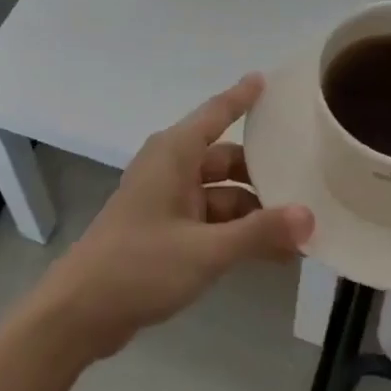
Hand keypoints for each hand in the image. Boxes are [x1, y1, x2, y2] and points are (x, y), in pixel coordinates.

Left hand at [27, 75, 313, 361]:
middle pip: (225, 160)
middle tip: (309, 184)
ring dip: (254, 213)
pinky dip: (236, 232)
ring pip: (221, 195)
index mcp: (174, 154)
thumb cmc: (140, 266)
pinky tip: (271, 254)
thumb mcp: (206, 250)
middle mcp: (170, 169)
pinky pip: (210, 221)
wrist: (80, 312)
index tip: (267, 79)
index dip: (242, 97)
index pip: (216, 114)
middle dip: (263, 175)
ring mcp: (166, 201)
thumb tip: (309, 216)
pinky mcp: (164, 230)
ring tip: (300, 233)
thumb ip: (259, 233)